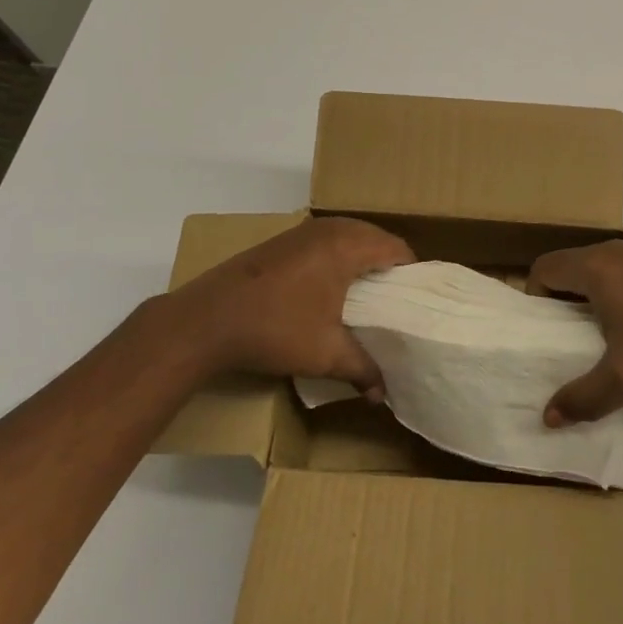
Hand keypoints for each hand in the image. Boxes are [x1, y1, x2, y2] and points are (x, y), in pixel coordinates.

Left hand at [168, 217, 411, 393]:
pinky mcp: (284, 239)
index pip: (397, 248)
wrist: (207, 319)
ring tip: (367, 294)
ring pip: (350, 235)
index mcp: (348, 246)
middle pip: (375, 237)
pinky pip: (327, 239)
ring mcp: (303, 230)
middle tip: (395, 299)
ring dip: (363, 258)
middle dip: (388, 265)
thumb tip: (383, 395)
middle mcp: (330, 228)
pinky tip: (331, 286)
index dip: (412, 272)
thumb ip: (362, 369)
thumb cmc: (275, 329)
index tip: (415, 300)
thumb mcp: (325, 354)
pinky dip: (339, 256)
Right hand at [531, 239, 622, 426]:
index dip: (535, 297)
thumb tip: (548, 417)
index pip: (544, 269)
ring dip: (592, 298)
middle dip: (561, 301)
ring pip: (599, 271)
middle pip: (569, 268)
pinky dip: (619, 294)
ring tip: (602, 337)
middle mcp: (612, 252)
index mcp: (593, 267)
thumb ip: (585, 398)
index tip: (543, 330)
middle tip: (566, 339)